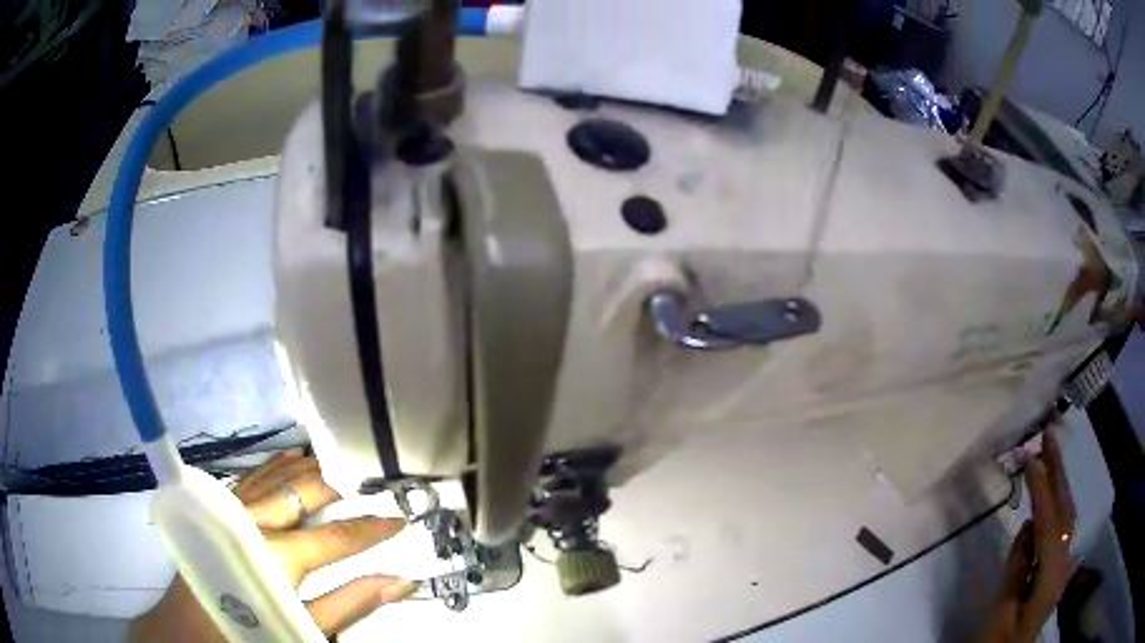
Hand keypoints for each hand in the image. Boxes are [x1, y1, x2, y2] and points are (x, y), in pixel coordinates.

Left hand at [132, 452, 413, 641]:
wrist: (186, 632)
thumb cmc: (247, 634)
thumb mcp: (303, 632)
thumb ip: (350, 605)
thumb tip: (398, 582)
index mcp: (278, 556)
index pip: (337, 535)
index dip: (372, 527)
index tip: (400, 516)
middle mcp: (254, 523)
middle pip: (303, 490)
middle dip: (340, 480)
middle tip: (372, 475)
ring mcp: (231, 511)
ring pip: (274, 476)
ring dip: (308, 467)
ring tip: (338, 460)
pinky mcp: (216, 511)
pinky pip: (251, 479)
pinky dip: (275, 469)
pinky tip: (287, 464)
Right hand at [979, 429, 1076, 642]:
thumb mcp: (1000, 613)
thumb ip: (1017, 568)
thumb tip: (1028, 526)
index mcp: (1050, 577)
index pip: (1050, 523)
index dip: (1042, 489)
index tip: (1030, 456)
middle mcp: (1063, 564)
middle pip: (1065, 510)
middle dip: (1058, 471)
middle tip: (1048, 435)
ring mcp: (1061, 566)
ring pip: (1064, 517)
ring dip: (1057, 484)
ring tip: (1045, 455)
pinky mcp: (1055, 568)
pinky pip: (1056, 532)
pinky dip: (1052, 508)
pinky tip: (1042, 500)